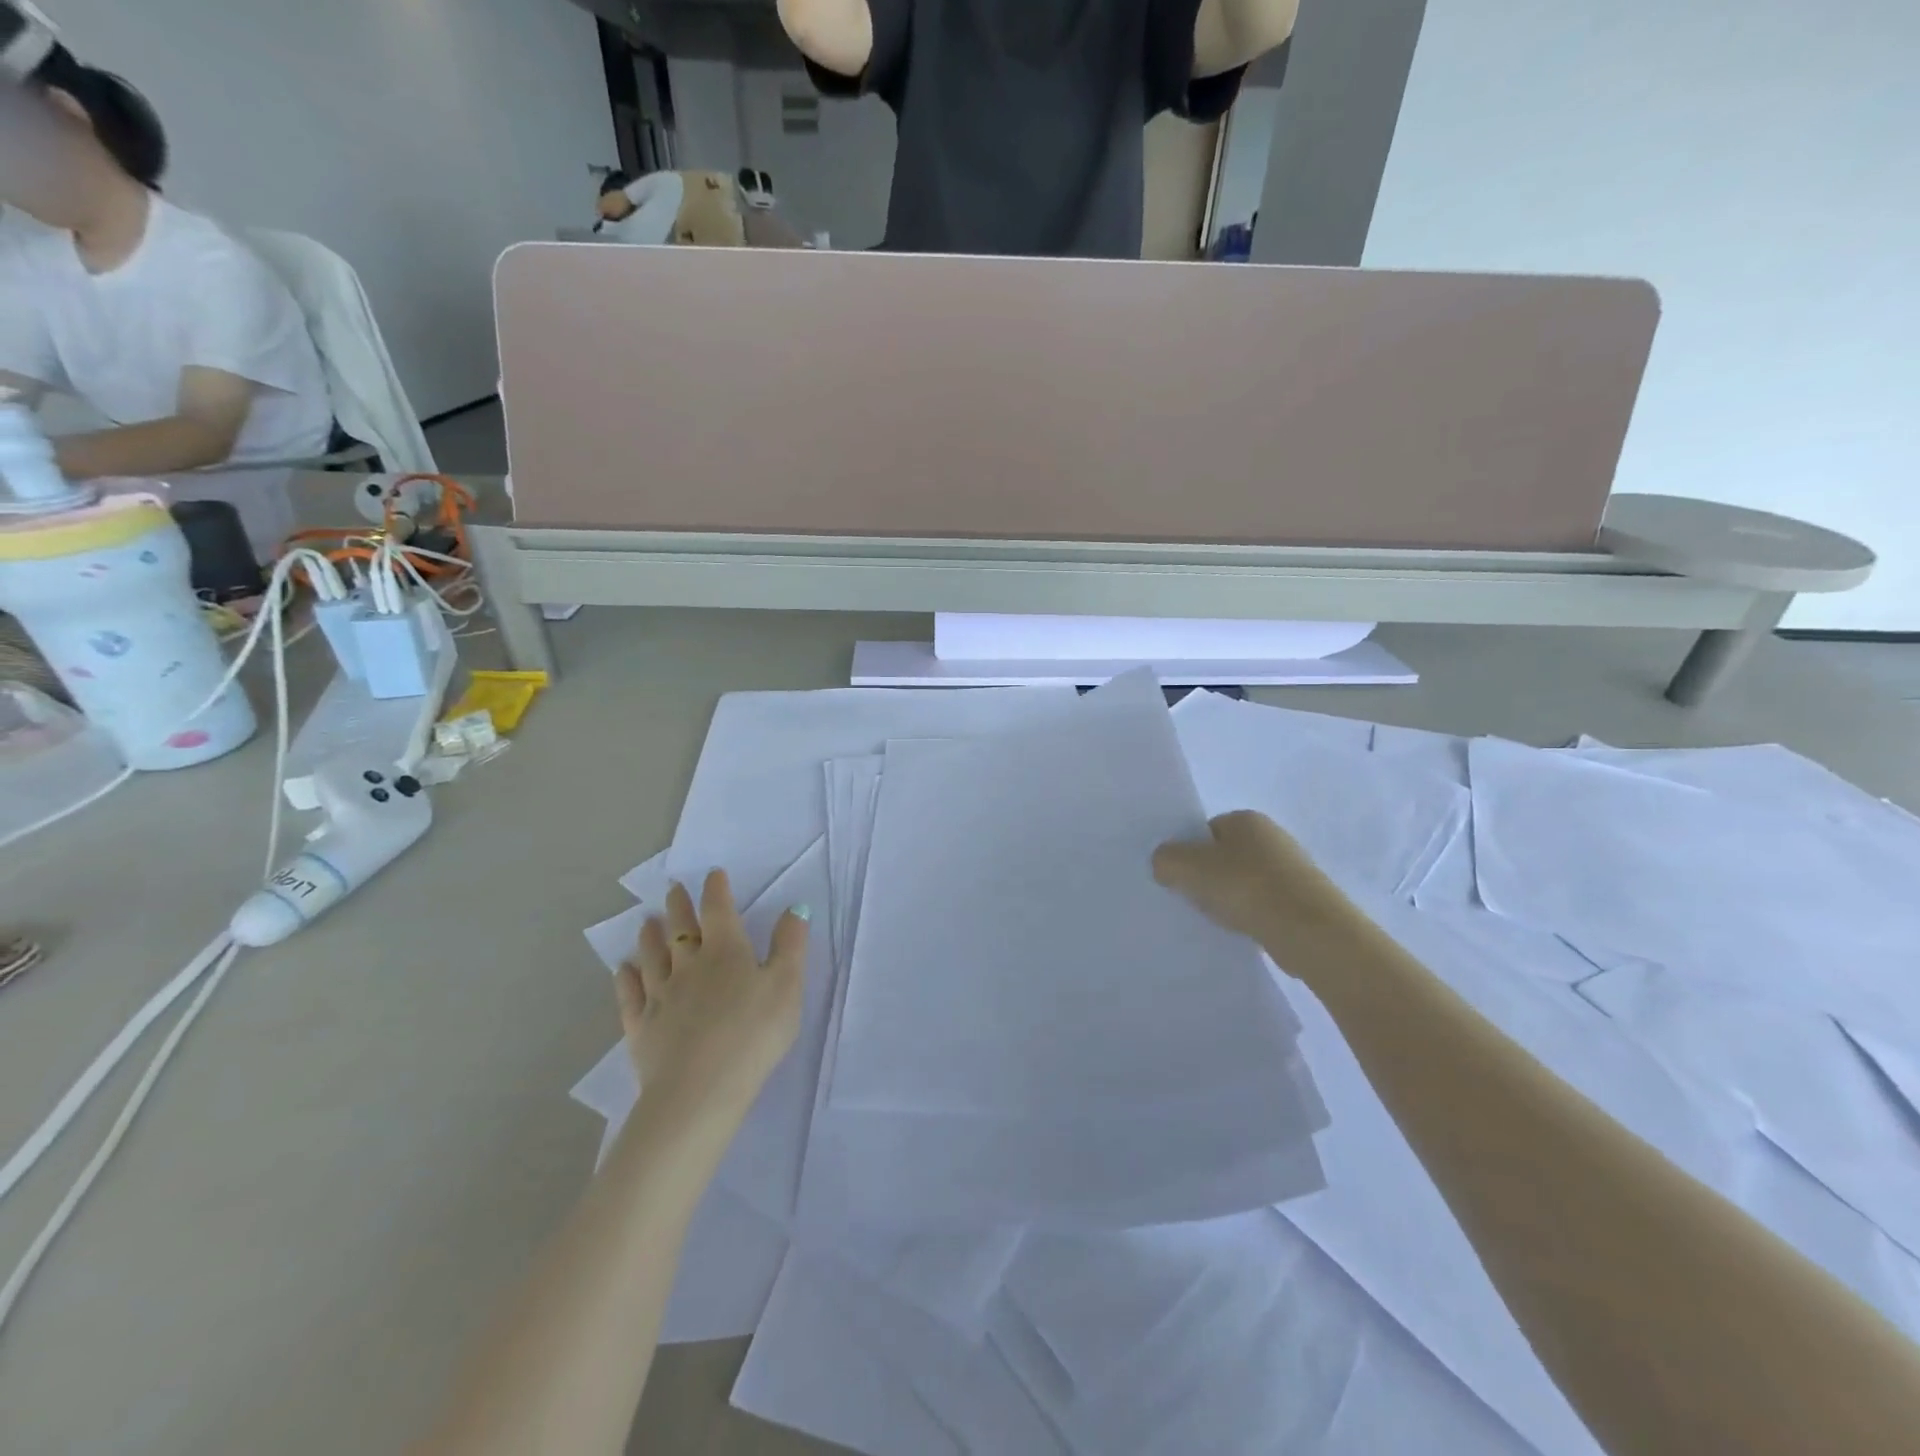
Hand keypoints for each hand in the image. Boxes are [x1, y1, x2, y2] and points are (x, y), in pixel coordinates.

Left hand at [615, 872, 809, 1128]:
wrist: (701, 1088)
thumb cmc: (753, 1033)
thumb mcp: (787, 985)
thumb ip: (790, 945)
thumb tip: (795, 908)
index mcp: (726, 951)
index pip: (719, 910)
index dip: (716, 890)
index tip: (713, 874)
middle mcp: (689, 965)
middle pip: (681, 929)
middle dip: (679, 906)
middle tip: (673, 889)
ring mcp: (660, 996)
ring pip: (653, 957)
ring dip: (650, 937)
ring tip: (648, 922)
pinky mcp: (641, 1027)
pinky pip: (631, 995)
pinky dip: (626, 979)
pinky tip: (623, 970)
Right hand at [1153, 810, 1355, 951]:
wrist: (1310, 931)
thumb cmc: (1246, 887)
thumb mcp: (1188, 867)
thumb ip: (1165, 859)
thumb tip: (1164, 865)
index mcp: (1247, 818)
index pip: (1205, 830)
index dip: (1188, 852)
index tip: (1178, 877)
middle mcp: (1272, 837)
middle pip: (1223, 855)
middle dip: (1206, 877)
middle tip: (1191, 899)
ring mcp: (1291, 869)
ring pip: (1242, 882)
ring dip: (1227, 898)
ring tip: (1217, 919)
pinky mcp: (1302, 901)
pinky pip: (1262, 904)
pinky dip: (1248, 915)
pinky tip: (1241, 930)